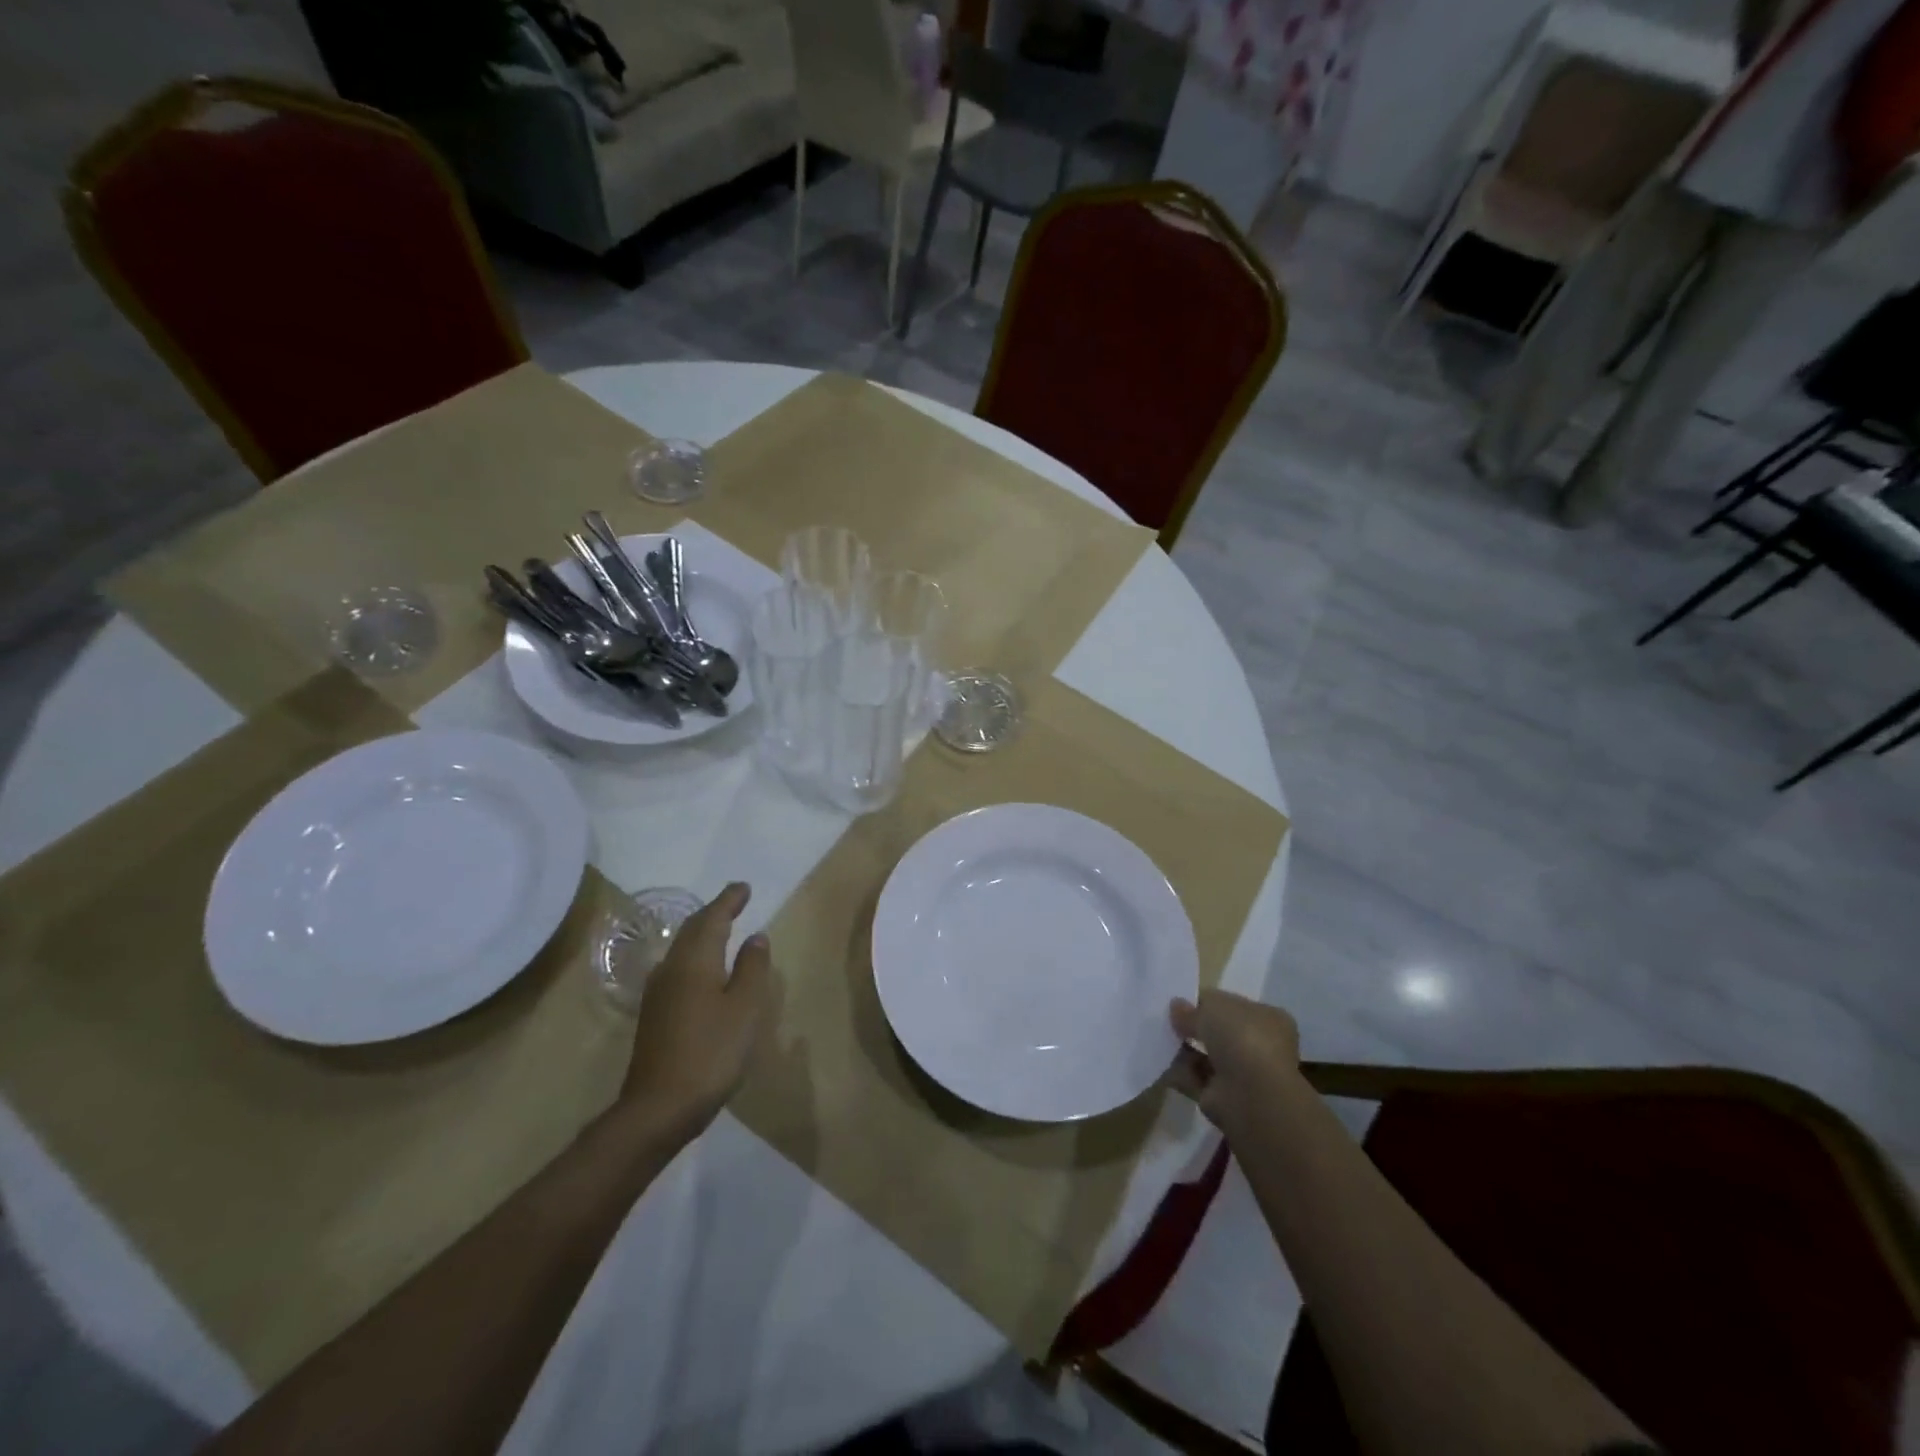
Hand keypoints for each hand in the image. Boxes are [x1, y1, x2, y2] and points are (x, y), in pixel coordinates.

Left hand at [617, 882, 777, 1139]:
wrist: (658, 1108)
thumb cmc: (711, 1052)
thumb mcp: (745, 1008)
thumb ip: (752, 968)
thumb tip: (755, 937)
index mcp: (694, 962)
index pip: (712, 919)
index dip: (729, 901)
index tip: (744, 887)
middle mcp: (671, 969)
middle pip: (692, 930)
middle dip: (714, 913)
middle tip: (735, 901)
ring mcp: (658, 993)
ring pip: (683, 949)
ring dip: (703, 933)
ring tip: (723, 929)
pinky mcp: (655, 1015)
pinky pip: (679, 968)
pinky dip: (696, 956)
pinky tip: (706, 970)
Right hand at [1166, 990, 1300, 1130]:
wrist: (1253, 1098)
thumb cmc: (1243, 1039)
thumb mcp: (1214, 1008)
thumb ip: (1193, 1008)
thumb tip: (1177, 1007)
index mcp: (1268, 1019)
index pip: (1233, 1007)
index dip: (1207, 1003)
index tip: (1180, 1003)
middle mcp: (1259, 1047)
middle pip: (1218, 1033)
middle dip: (1193, 1028)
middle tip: (1167, 1021)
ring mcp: (1242, 1075)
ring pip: (1206, 1057)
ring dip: (1183, 1050)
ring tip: (1161, 1041)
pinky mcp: (1223, 1099)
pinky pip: (1195, 1079)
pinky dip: (1179, 1073)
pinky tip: (1163, 1064)